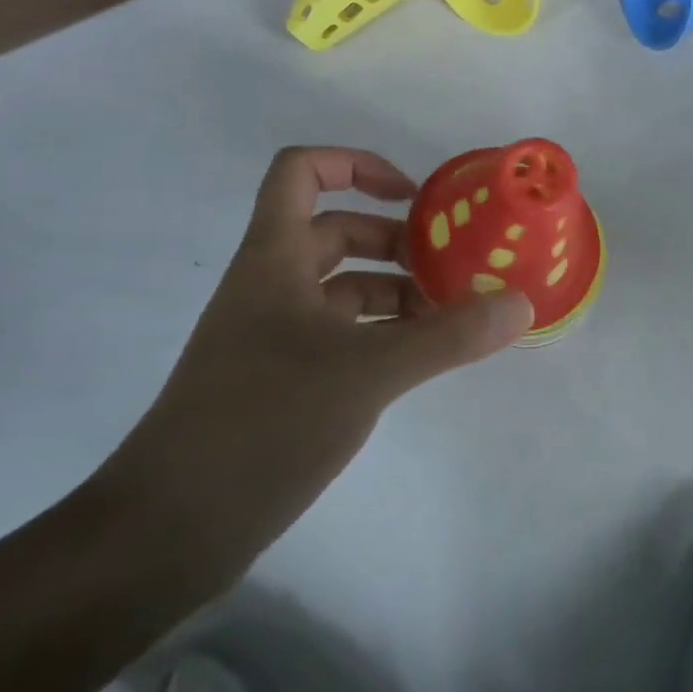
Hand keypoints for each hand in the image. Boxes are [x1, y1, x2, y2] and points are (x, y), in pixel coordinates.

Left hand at [96, 146, 533, 573]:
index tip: (412, 197)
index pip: (302, 170)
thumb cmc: (264, 422)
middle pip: (335, 232)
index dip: (356, 164)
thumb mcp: (369, 372)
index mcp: (276, 257)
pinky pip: (338, 334)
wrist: (170, 527)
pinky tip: (418, 360)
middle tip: (452, 265)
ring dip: (394, 291)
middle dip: (396, 241)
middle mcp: (271, 285)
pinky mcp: (279, 379)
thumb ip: (448, 336)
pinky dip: (380, 334)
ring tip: (450, 316)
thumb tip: (522, 305)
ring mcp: (271, 334)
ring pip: (340, 288)